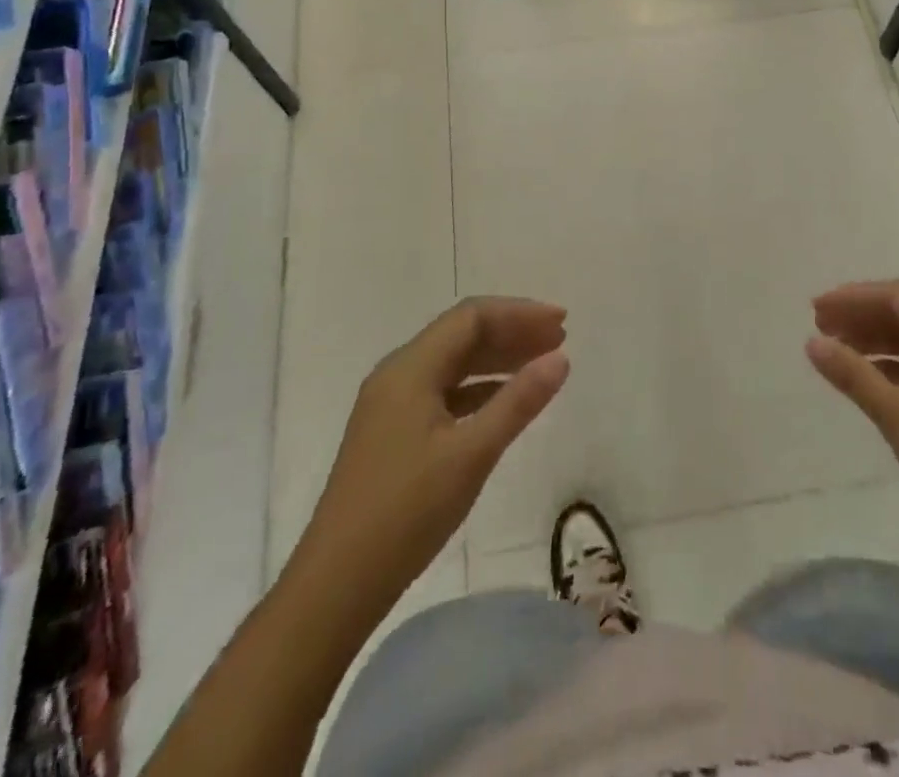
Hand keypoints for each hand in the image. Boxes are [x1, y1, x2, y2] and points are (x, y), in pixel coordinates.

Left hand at [302, 298, 569, 608]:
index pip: (471, 317)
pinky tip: (505, 400)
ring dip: (498, 358)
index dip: (519, 313)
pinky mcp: (392, 431)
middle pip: (461, 334)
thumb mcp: (471, 454)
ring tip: (542, 364)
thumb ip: (518, 402)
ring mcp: (392, 404)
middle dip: (512, 331)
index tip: (562, 323)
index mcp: (410, 368)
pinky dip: (479, 387)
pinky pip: (443, 390)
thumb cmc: (406, 512)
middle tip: (560, 339)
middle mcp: (398, 374)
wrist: (336, 584)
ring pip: (453, 363)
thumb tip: (561, 358)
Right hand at [807, 281, 898, 580]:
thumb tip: (812, 342)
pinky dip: (896, 371)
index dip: (854, 297)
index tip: (817, 310)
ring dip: (878, 344)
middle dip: (863, 317)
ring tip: (841, 356)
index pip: (898, 298)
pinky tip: (875, 388)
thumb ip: (854, 376)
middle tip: (821, 330)